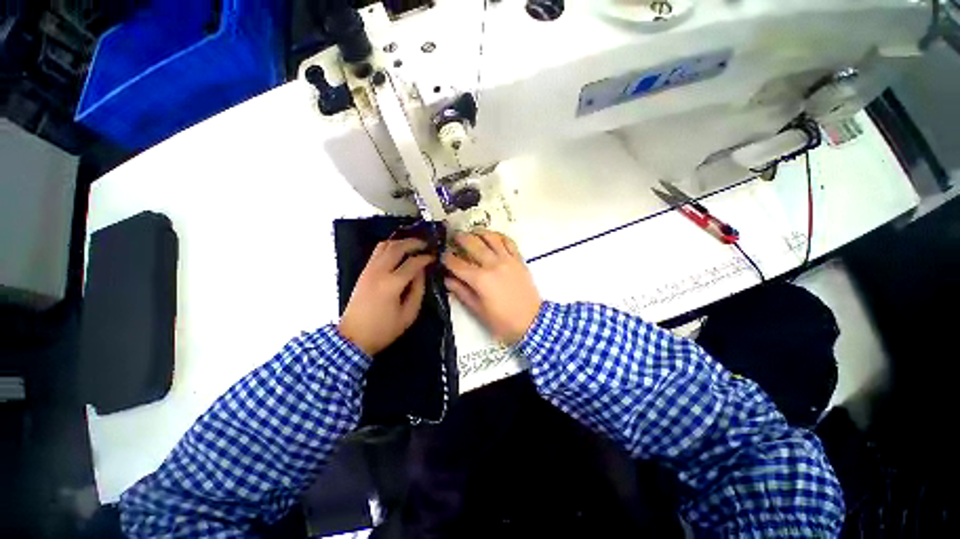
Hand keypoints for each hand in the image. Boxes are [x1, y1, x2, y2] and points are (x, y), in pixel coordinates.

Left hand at [339, 239, 434, 355]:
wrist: (354, 336)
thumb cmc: (383, 331)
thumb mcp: (407, 316)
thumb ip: (417, 292)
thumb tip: (421, 273)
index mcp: (391, 284)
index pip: (412, 263)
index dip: (425, 258)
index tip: (434, 257)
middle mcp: (379, 271)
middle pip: (397, 247)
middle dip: (413, 243)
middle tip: (425, 244)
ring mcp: (369, 270)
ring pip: (384, 245)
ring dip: (399, 242)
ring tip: (411, 246)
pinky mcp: (363, 272)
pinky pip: (376, 252)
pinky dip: (389, 247)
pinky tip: (397, 252)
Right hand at [443, 231, 541, 344]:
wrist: (531, 321)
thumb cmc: (502, 321)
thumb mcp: (478, 310)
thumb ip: (462, 292)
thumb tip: (447, 279)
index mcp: (479, 279)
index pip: (457, 263)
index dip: (446, 258)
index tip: (441, 255)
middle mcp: (492, 264)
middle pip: (472, 244)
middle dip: (460, 239)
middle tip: (453, 238)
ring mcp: (507, 260)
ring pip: (490, 237)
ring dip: (478, 232)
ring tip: (471, 232)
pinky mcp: (519, 260)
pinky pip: (508, 241)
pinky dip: (499, 236)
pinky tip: (493, 237)